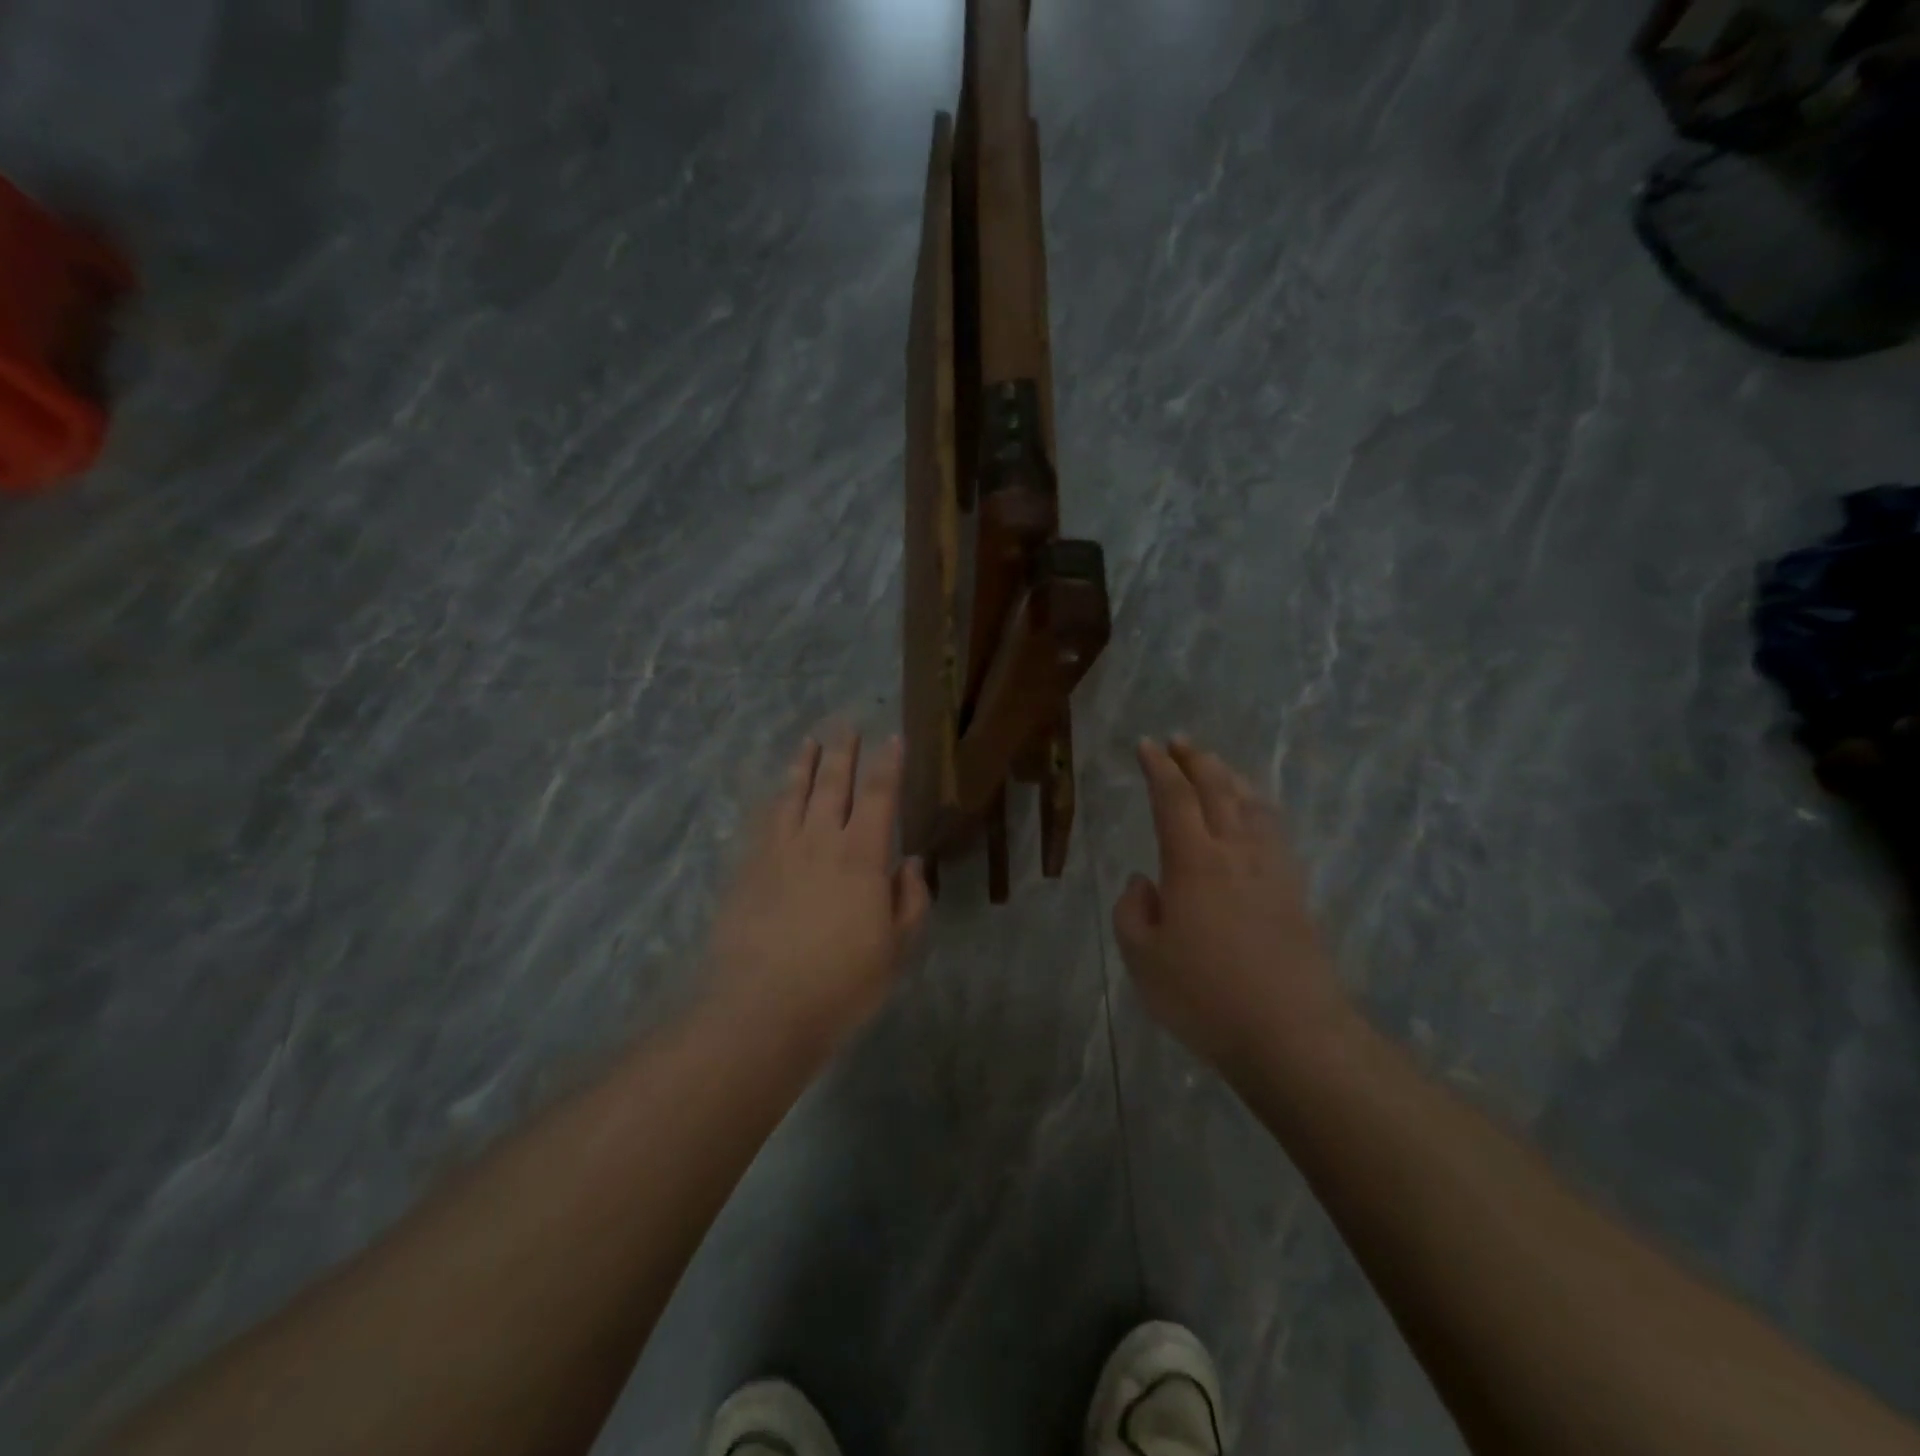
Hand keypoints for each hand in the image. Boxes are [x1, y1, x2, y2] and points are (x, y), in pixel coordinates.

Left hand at [705, 734, 930, 1045]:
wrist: (762, 1008)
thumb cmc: (842, 982)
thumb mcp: (896, 949)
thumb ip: (910, 901)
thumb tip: (911, 864)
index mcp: (862, 856)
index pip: (879, 796)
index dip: (888, 764)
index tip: (893, 738)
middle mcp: (820, 841)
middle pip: (833, 784)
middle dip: (844, 752)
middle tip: (847, 725)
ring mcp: (779, 852)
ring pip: (794, 794)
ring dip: (805, 765)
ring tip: (810, 741)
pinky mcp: (748, 869)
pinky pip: (764, 821)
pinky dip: (774, 799)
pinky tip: (775, 793)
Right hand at [1113, 737, 1352, 1072]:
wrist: (1291, 1034)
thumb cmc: (1205, 996)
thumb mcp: (1143, 958)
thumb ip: (1133, 911)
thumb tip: (1144, 882)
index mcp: (1193, 861)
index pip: (1173, 797)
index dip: (1159, 767)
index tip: (1146, 746)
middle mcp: (1235, 852)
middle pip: (1218, 789)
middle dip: (1196, 760)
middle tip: (1179, 742)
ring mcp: (1271, 869)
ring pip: (1252, 804)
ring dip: (1230, 777)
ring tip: (1215, 766)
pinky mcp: (1295, 891)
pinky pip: (1274, 830)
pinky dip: (1258, 807)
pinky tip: (1255, 814)